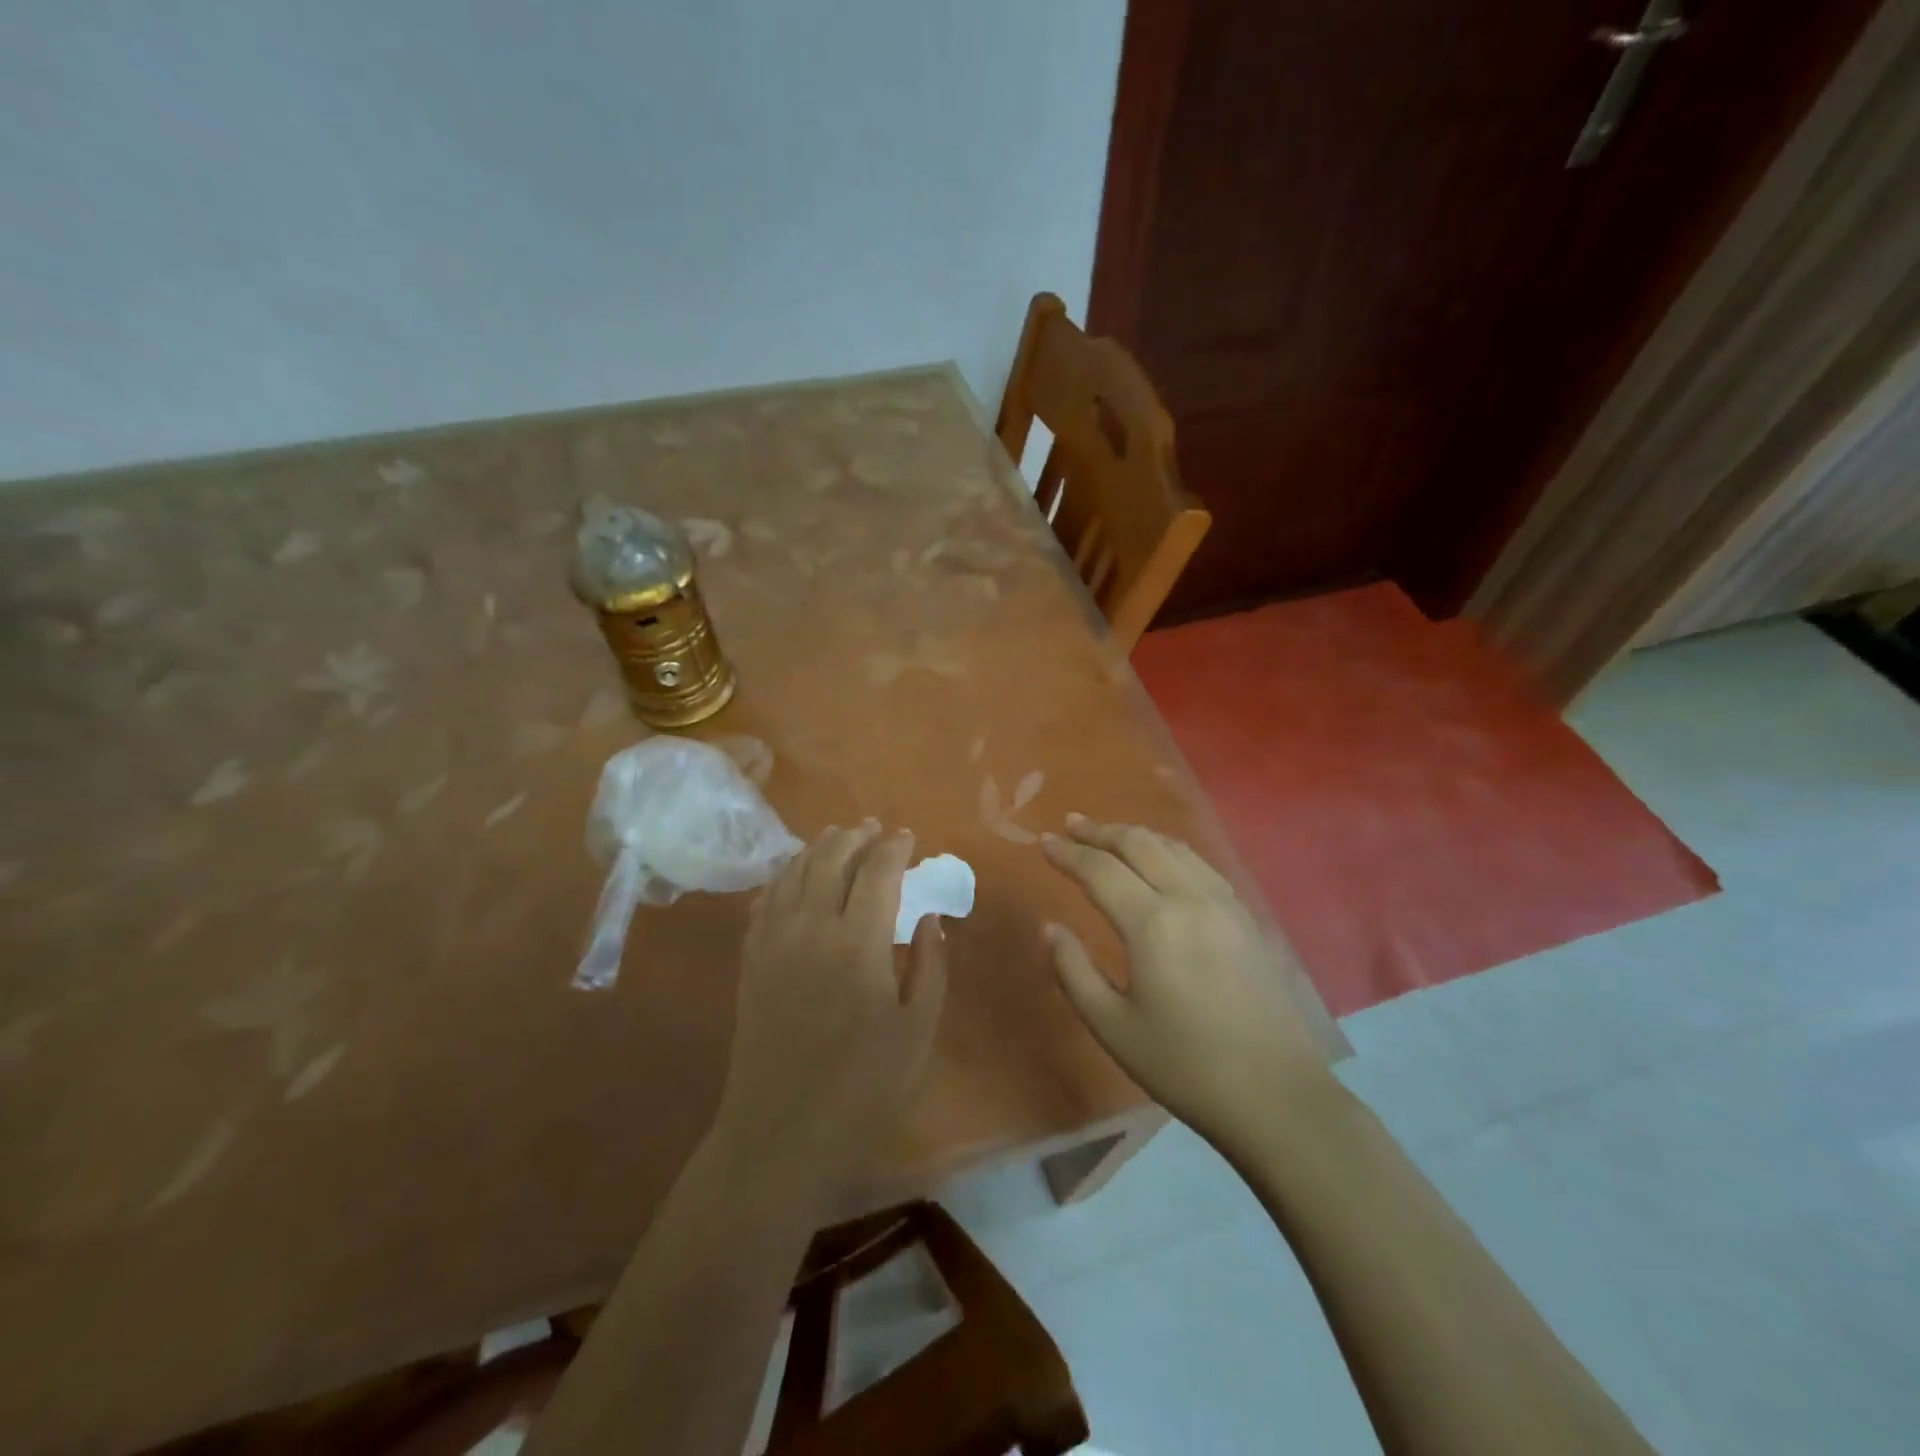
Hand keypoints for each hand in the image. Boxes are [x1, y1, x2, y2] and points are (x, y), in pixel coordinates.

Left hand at [716, 822, 946, 1199]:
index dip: (894, 847)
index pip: (877, 871)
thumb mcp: (917, 1030)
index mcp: (858, 942)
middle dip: (855, 837)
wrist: (781, 1133)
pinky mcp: (751, 960)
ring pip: (794, 872)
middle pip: (831, 859)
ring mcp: (773, 941)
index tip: (908, 837)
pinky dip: (784, 875)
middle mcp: (811, 927)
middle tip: (874, 829)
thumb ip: (929, 965)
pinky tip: (793, 875)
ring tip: (837, 836)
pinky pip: (765, 899)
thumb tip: (929, 917)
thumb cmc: (863, 1088)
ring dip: (818, 847)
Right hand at [1040, 815, 1329, 1144]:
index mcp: (1152, 924)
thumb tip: (1050, 928)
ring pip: (1174, 847)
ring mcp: (1224, 904)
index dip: (1067, 853)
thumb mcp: (1112, 1026)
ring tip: (1110, 835)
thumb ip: (1074, 970)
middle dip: (1100, 831)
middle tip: (1071, 825)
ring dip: (1136, 835)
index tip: (1042, 843)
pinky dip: (1170, 851)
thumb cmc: (1184, 1066)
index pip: (1100, 870)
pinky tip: (1163, 861)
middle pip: (1139, 844)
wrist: (1276, 1096)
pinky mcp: (1247, 918)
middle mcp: (1189, 899)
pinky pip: (1201, 865)